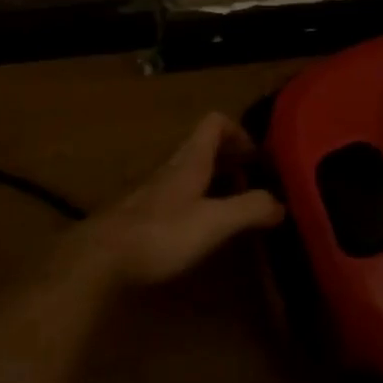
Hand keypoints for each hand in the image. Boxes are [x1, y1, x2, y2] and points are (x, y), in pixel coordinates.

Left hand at [70, 113, 284, 285]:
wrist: (101, 258)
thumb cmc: (160, 234)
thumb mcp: (213, 222)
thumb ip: (249, 209)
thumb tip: (281, 202)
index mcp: (189, 160)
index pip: (214, 123)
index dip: (240, 132)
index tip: (259, 158)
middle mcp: (171, 168)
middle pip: (204, 148)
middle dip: (233, 160)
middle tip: (257, 184)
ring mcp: (154, 191)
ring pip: (191, 172)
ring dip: (216, 182)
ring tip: (237, 208)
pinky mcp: (143, 214)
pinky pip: (178, 196)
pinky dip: (198, 203)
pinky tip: (204, 230)